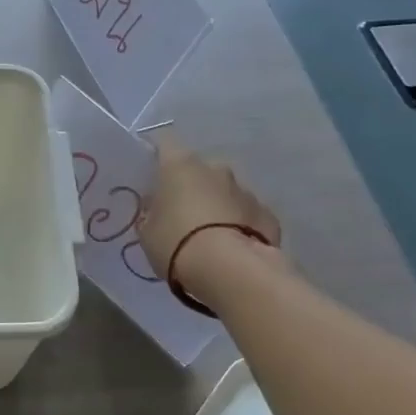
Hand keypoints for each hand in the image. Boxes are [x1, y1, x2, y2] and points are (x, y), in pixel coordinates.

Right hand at [137, 129, 282, 280]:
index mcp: (180, 165)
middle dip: (190, 187)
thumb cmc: (177, 243)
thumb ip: (152, 214)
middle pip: (197, 170)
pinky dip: (238, 225)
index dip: (156, 157)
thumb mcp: (147, 232)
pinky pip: (246, 215)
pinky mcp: (268, 215)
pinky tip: (231, 248)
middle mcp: (215, 169)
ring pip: (224, 192)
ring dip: (216, 206)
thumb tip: (159, 209)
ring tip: (207, 237)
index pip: (164, 143)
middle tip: (179, 214)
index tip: (150, 177)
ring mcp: (245, 191)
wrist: (231, 271)